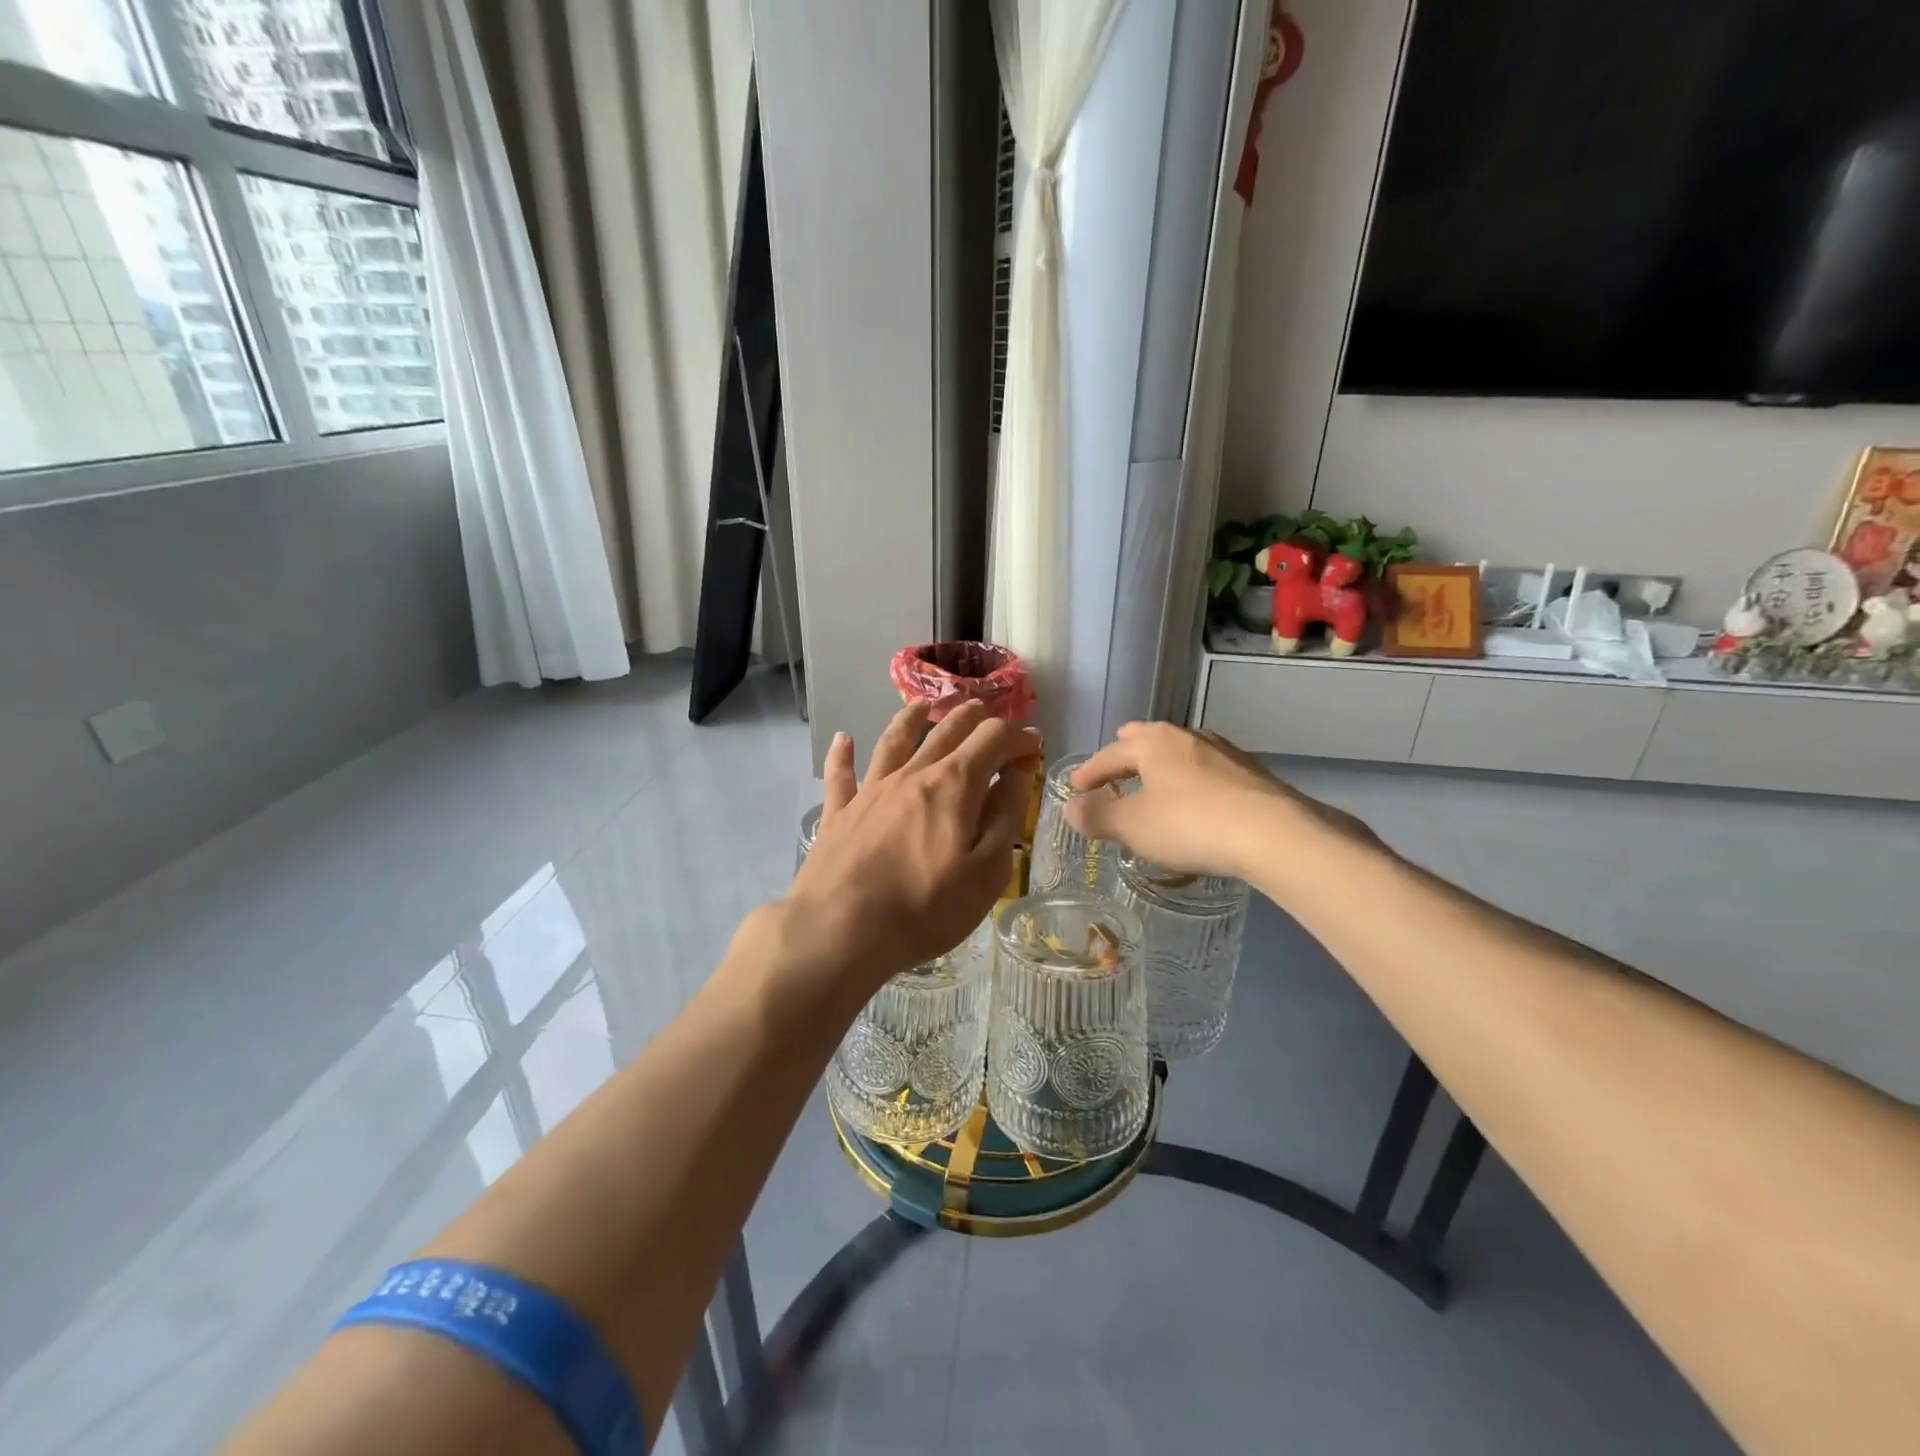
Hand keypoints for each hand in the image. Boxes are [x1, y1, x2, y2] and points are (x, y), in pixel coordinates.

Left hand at [784, 700, 1037, 998]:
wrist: (840, 929)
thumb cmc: (925, 908)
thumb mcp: (986, 871)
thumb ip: (1005, 817)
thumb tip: (1018, 773)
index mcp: (953, 785)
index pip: (993, 741)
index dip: (1017, 737)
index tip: (1033, 745)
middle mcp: (912, 774)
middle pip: (946, 731)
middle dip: (971, 717)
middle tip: (986, 711)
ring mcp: (871, 790)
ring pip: (894, 740)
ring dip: (912, 717)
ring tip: (923, 704)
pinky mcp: (840, 812)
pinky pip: (841, 774)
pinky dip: (843, 754)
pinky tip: (843, 739)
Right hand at [1066, 722, 1374, 882]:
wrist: (1273, 834)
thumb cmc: (1189, 824)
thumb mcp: (1132, 826)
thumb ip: (1097, 816)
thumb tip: (1072, 808)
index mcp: (1153, 743)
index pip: (1110, 753)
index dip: (1089, 772)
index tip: (1076, 787)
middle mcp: (1187, 737)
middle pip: (1148, 740)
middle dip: (1127, 755)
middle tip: (1114, 768)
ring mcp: (1224, 752)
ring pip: (1180, 754)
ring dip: (1161, 769)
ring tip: (1153, 786)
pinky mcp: (1251, 774)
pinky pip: (1207, 772)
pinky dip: (1190, 782)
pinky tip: (1195, 802)